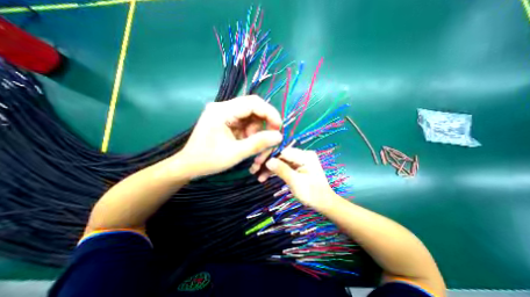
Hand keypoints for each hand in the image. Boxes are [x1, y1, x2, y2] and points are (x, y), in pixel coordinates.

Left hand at [176, 95, 282, 177]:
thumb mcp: (236, 153)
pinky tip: (247, 145)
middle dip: (264, 125)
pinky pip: (245, 124)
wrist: (189, 166)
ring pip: (251, 118)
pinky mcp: (226, 121)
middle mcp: (223, 107)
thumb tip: (279, 136)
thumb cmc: (208, 160)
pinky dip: (251, 135)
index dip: (270, 113)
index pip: (253, 103)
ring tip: (254, 148)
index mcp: (222, 111)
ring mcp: (224, 113)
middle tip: (269, 140)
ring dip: (257, 133)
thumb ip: (258, 143)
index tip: (278, 128)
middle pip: (253, 109)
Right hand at [252, 148, 333, 210]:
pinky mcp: (296, 167)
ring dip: (269, 168)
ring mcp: (299, 161)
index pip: (283, 150)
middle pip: (280, 155)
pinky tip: (264, 177)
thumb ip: (282, 170)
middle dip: (267, 162)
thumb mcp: (296, 183)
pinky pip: (283, 166)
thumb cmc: (313, 194)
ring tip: (258, 176)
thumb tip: (268, 161)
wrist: (324, 203)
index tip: (257, 162)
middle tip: (254, 170)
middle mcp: (302, 155)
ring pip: (280, 161)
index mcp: (305, 156)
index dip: (269, 155)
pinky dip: (274, 171)